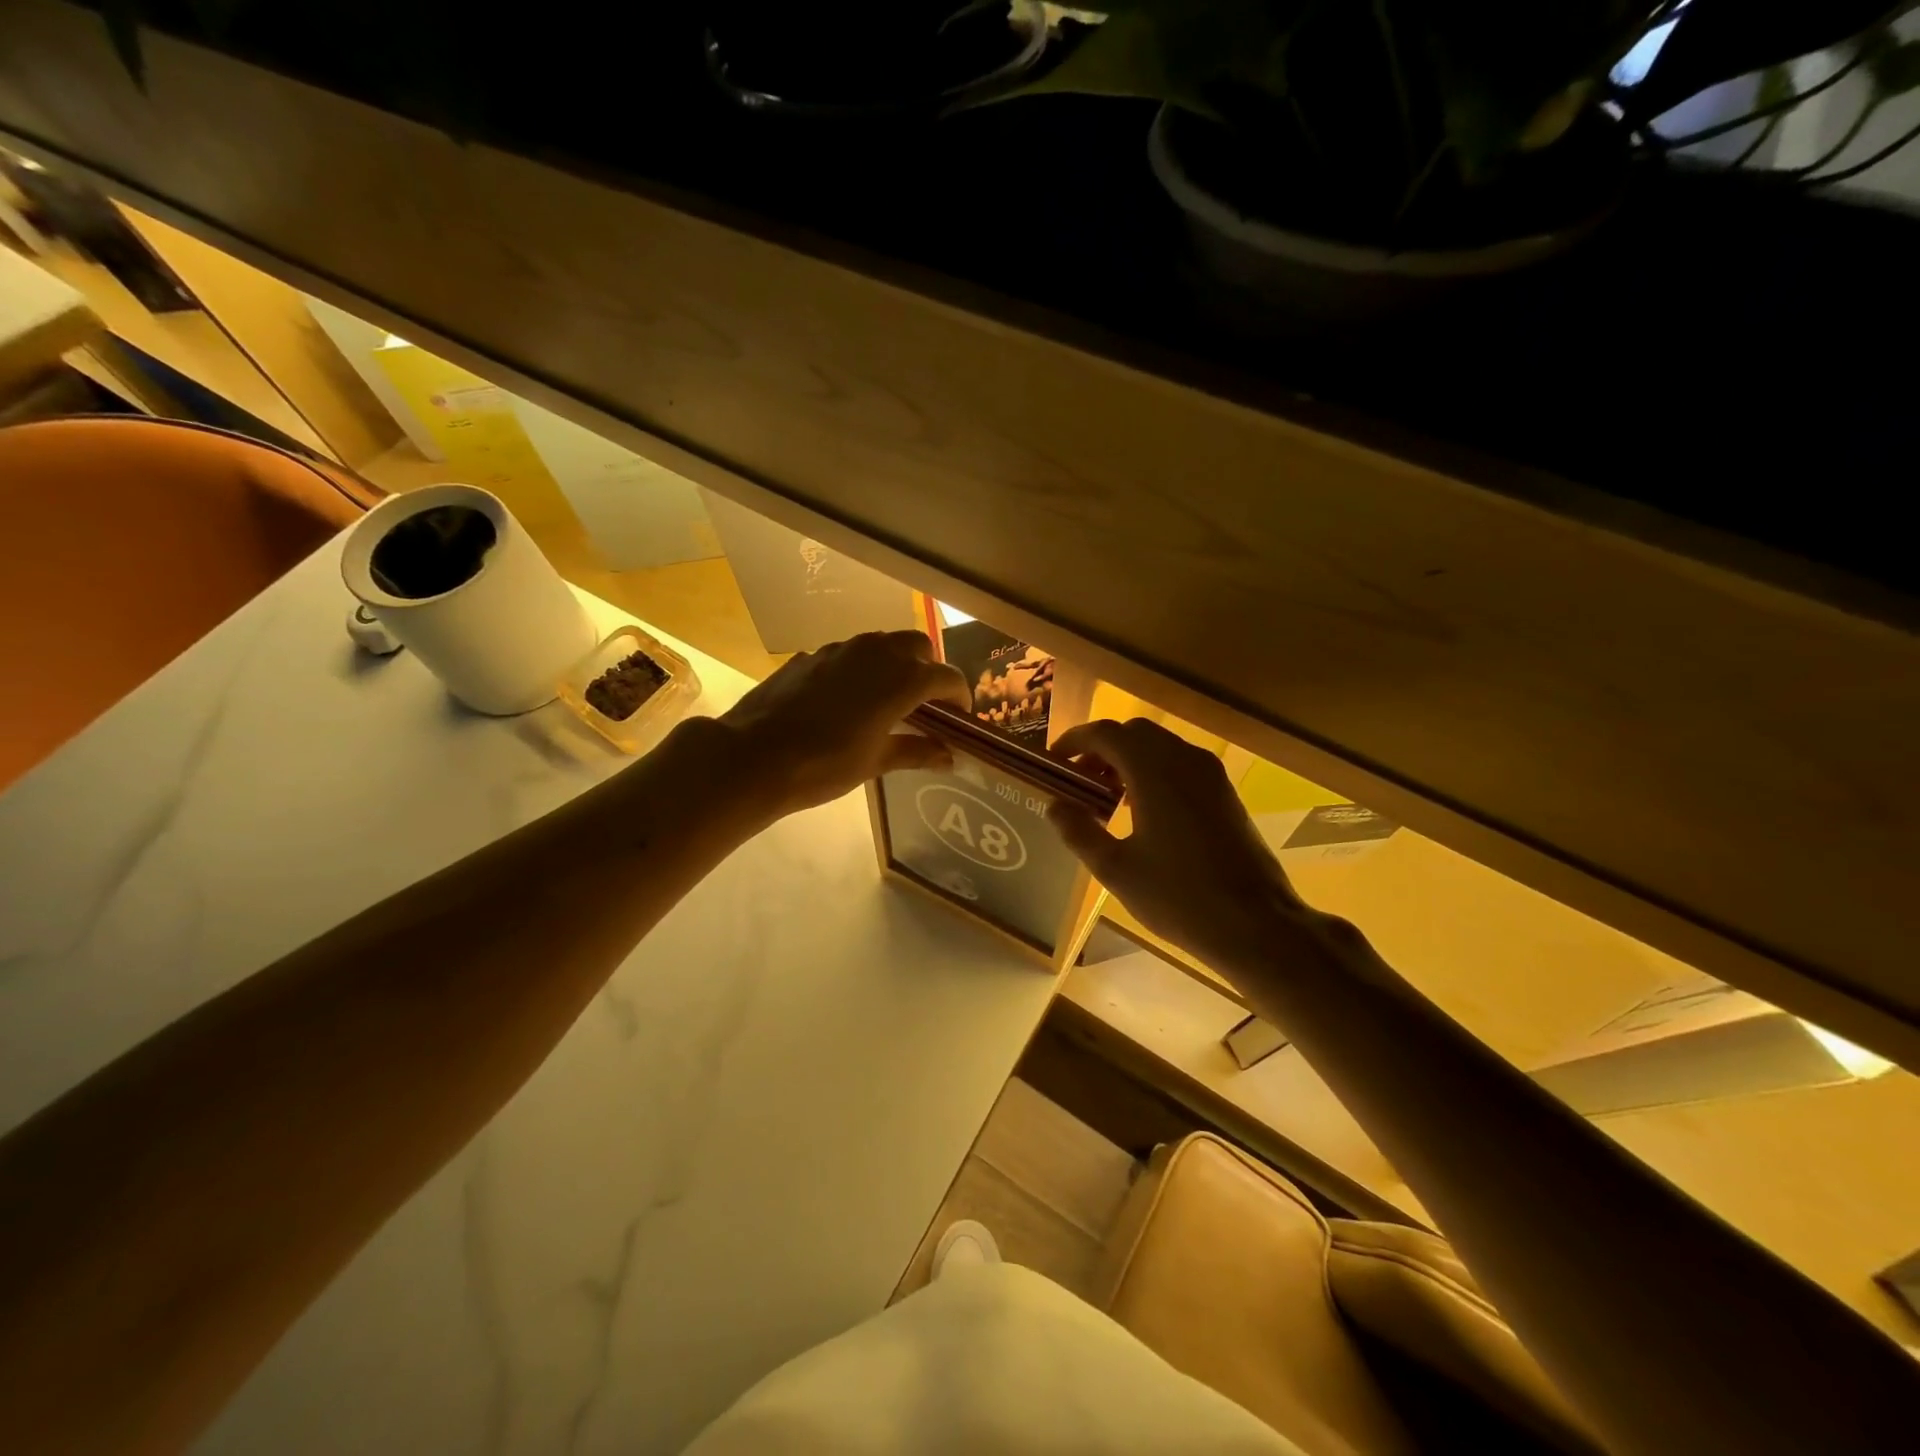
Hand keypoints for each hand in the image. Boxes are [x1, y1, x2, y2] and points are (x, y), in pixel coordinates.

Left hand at [714, 631, 969, 815]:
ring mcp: (839, 649)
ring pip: (880, 644)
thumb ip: (917, 751)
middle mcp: (876, 653)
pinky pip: (847, 655)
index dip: (959, 696)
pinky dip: (858, 670)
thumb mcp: (876, 762)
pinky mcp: (810, 656)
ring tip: (886, 699)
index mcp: (901, 679)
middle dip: (928, 668)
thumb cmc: (825, 764)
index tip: (959, 716)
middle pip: (917, 646)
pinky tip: (844, 701)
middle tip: (924, 703)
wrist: (755, 756)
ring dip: (893, 664)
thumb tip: (949, 756)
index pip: (946, 677)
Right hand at [1050, 719, 1311, 970]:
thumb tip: (1055, 805)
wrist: (1257, 923)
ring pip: (1160, 747)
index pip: (1105, 733)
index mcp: (1153, 770)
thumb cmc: (1178, 896)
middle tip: (1078, 781)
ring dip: (1128, 760)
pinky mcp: (1225, 793)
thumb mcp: (1116, 869)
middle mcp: (1184, 759)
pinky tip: (1144, 811)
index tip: (1054, 761)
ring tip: (1107, 798)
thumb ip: (1079, 831)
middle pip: (1134, 733)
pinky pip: (1180, 764)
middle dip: (1101, 749)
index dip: (1074, 741)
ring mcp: (1210, 775)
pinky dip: (1154, 772)